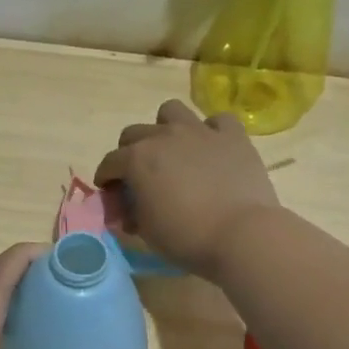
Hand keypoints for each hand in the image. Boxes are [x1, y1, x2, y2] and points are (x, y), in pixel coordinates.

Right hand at [93, 100, 280, 279]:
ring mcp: (200, 131)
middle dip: (129, 152)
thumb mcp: (147, 232)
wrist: (241, 234)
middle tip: (139, 176)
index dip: (106, 179)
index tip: (111, 194)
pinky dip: (211, 132)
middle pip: (134, 133)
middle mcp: (164, 136)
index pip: (110, 163)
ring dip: (166, 128)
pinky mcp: (233, 136)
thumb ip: (132, 213)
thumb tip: (130, 211)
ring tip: (173, 150)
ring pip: (171, 111)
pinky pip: (217, 121)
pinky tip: (212, 149)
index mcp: (137, 159)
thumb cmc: (186, 237)